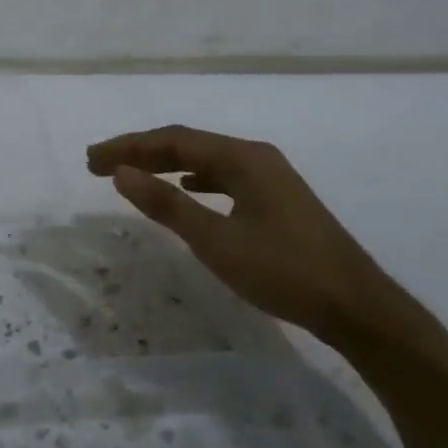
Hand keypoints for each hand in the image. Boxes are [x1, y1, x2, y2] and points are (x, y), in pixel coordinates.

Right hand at [86, 126, 389, 339]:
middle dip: (141, 152)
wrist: (356, 306)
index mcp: (242, 158)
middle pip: (188, 145)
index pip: (173, 141)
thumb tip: (121, 173)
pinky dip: (194, 179)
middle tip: (98, 164)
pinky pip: (223, 177)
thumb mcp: (216, 240)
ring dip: (165, 165)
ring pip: (206, 161)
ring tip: (131, 174)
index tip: (92, 159)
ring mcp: (271, 177)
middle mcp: (256, 157)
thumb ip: (166, 204)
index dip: (128, 147)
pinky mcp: (277, 199)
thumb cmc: (283, 270)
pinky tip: (187, 190)